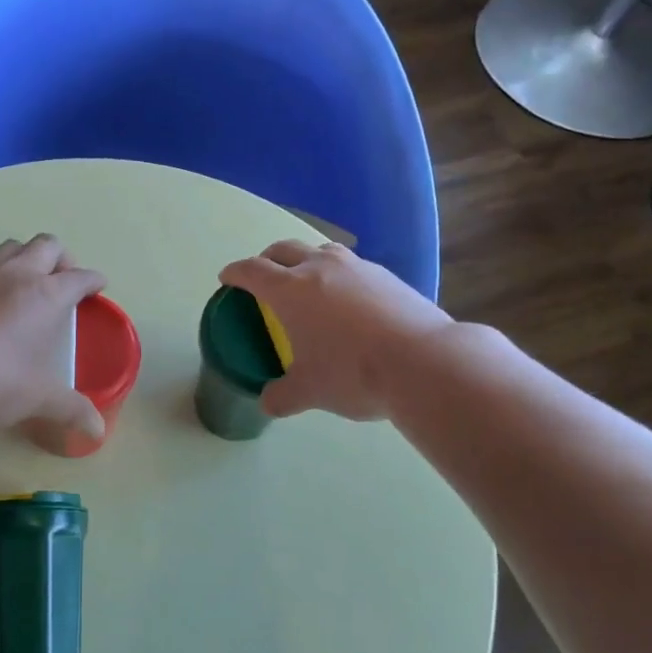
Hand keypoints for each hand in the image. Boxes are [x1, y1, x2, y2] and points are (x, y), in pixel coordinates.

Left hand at [0, 234, 107, 439]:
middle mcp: (14, 276)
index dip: (93, 280)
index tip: (97, 285)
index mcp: (45, 296)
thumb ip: (71, 409)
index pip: (79, 277)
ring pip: (9, 249)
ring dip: (24, 259)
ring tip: (24, 285)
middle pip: (45, 245)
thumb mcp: (38, 399)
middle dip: (61, 258)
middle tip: (61, 281)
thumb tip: (98, 430)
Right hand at [219, 241, 452, 421]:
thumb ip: (282, 396)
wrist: (424, 362)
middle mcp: (320, 267)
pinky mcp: (387, 276)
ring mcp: (357, 267)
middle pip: (283, 249)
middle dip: (267, 259)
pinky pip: (353, 267)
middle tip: (263, 277)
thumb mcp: (309, 391)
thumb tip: (268, 403)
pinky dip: (340, 276)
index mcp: (290, 289)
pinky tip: (349, 300)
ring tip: (308, 282)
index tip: (226, 278)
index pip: (252, 270)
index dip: (235, 273)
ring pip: (321, 251)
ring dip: (306, 260)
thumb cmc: (353, 373)